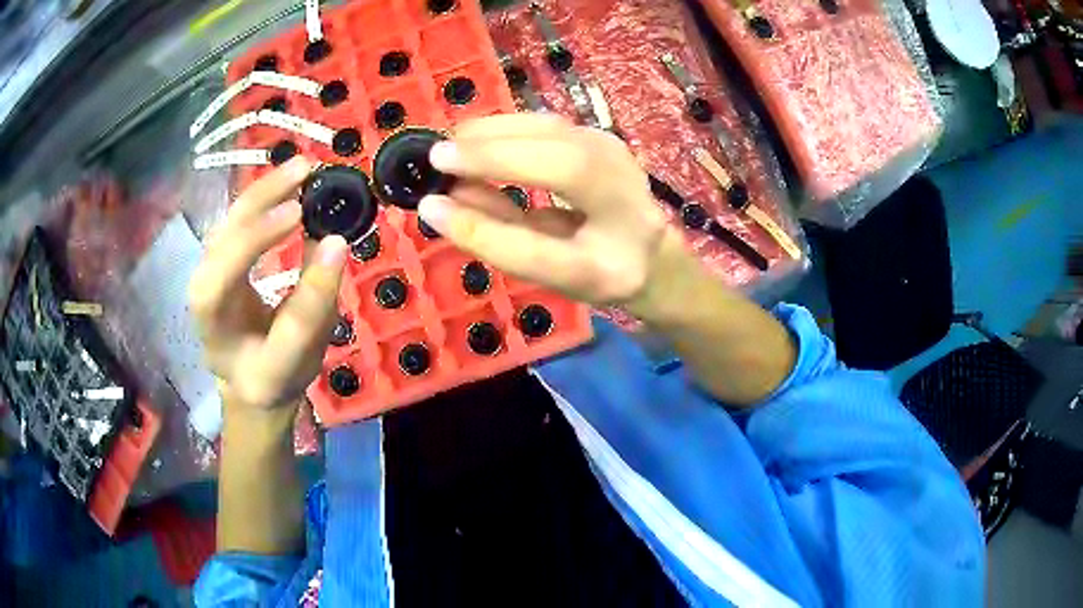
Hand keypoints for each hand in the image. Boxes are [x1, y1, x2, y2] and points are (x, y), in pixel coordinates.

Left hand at [189, 157, 347, 410]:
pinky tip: (284, 184)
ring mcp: (205, 277)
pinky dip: (259, 199)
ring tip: (300, 169)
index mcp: (219, 340)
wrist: (249, 381)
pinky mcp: (216, 259)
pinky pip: (233, 223)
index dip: (264, 256)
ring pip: (224, 227)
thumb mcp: (303, 354)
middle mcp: (202, 303)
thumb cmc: (276, 373)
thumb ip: (315, 304)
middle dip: (258, 208)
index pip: (232, 292)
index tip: (303, 216)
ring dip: (260, 194)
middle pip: (218, 249)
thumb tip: (337, 240)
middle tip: (305, 172)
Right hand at [418, 114, 669, 306]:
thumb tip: (440, 203)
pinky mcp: (600, 135)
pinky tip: (475, 139)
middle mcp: (629, 199)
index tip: (433, 203)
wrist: (648, 250)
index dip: (489, 230)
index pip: (549, 251)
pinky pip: (545, 124)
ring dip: (493, 134)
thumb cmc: (595, 268)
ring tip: (450, 150)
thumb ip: (500, 240)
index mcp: (618, 256)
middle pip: (563, 162)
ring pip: (551, 130)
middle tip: (437, 160)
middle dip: (491, 155)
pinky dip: (504, 128)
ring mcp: (617, 156)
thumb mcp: (549, 273)